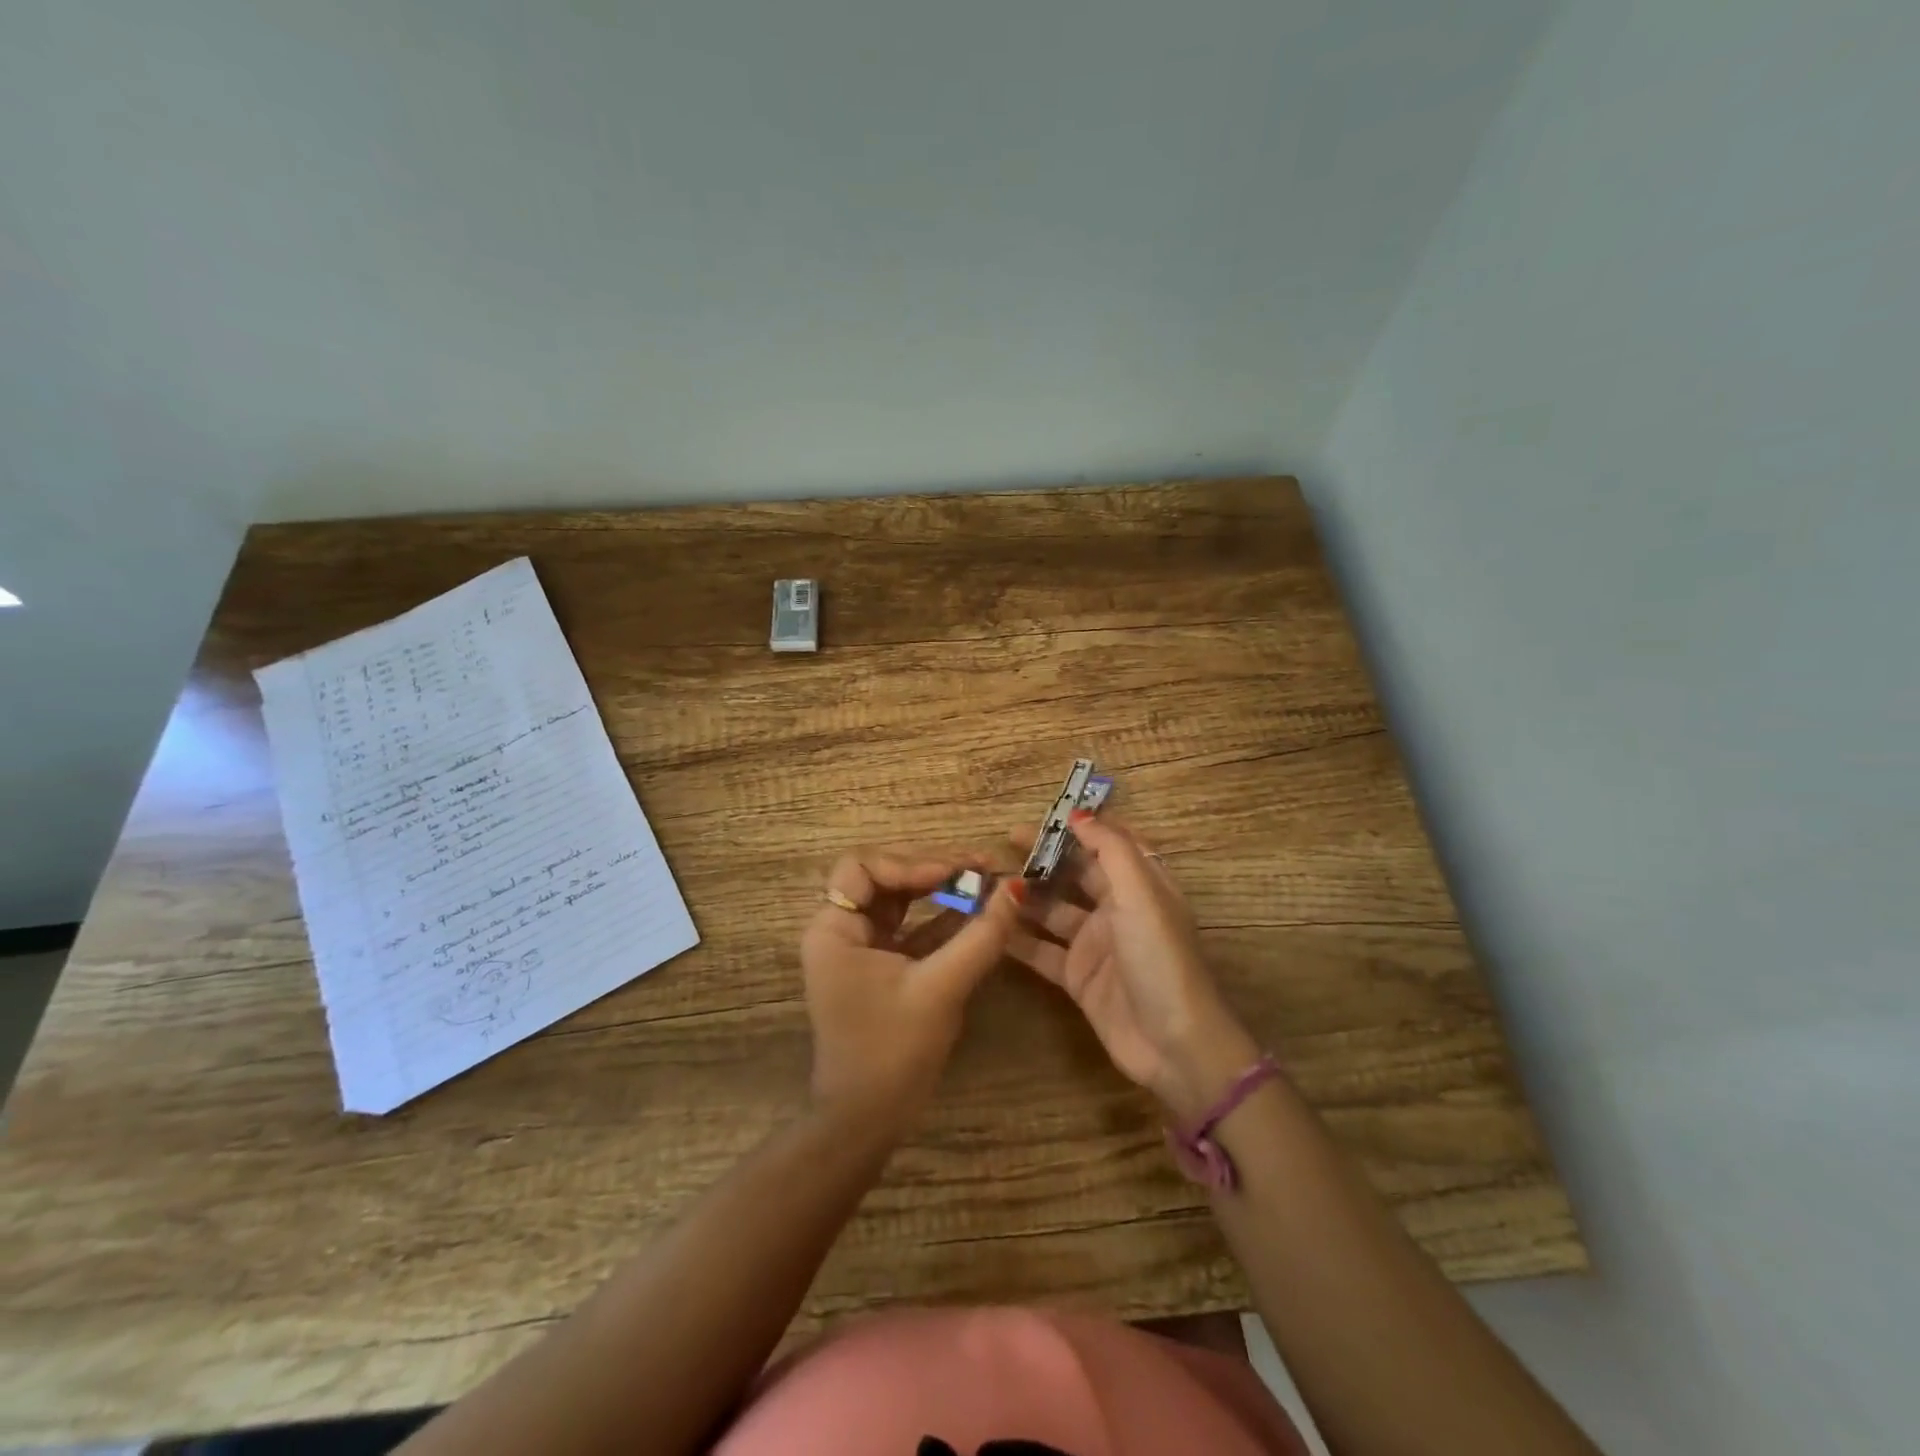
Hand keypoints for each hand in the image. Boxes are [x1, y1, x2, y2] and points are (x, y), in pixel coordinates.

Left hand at [801, 847, 1023, 1130]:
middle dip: (931, 869)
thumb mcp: (940, 988)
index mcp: (834, 930)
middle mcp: (841, 931)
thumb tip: (1016, 888)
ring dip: (940, 889)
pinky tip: (978, 913)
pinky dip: (942, 918)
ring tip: (984, 881)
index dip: (908, 862)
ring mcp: (862, 949)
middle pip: (884, 877)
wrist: (867, 1122)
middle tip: (980, 867)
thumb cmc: (893, 1052)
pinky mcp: (882, 967)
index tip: (954, 873)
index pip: (863, 867)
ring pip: (900, 899)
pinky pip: (911, 928)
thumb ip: (980, 936)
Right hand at [1007, 813, 1258, 1122]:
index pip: (1112, 843)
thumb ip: (1110, 850)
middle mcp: (1119, 909)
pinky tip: (990, 926)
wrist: (1172, 1044)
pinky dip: (1018, 939)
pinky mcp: (1078, 977)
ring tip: (989, 883)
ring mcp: (1097, 944)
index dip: (1084, 826)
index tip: (1046, 814)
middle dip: (1045, 857)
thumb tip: (1080, 813)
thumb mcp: (1140, 895)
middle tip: (1005, 843)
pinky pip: (1042, 950)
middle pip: (1078, 873)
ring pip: (1054, 911)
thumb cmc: (1160, 958)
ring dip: (1026, 896)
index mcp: (1143, 884)